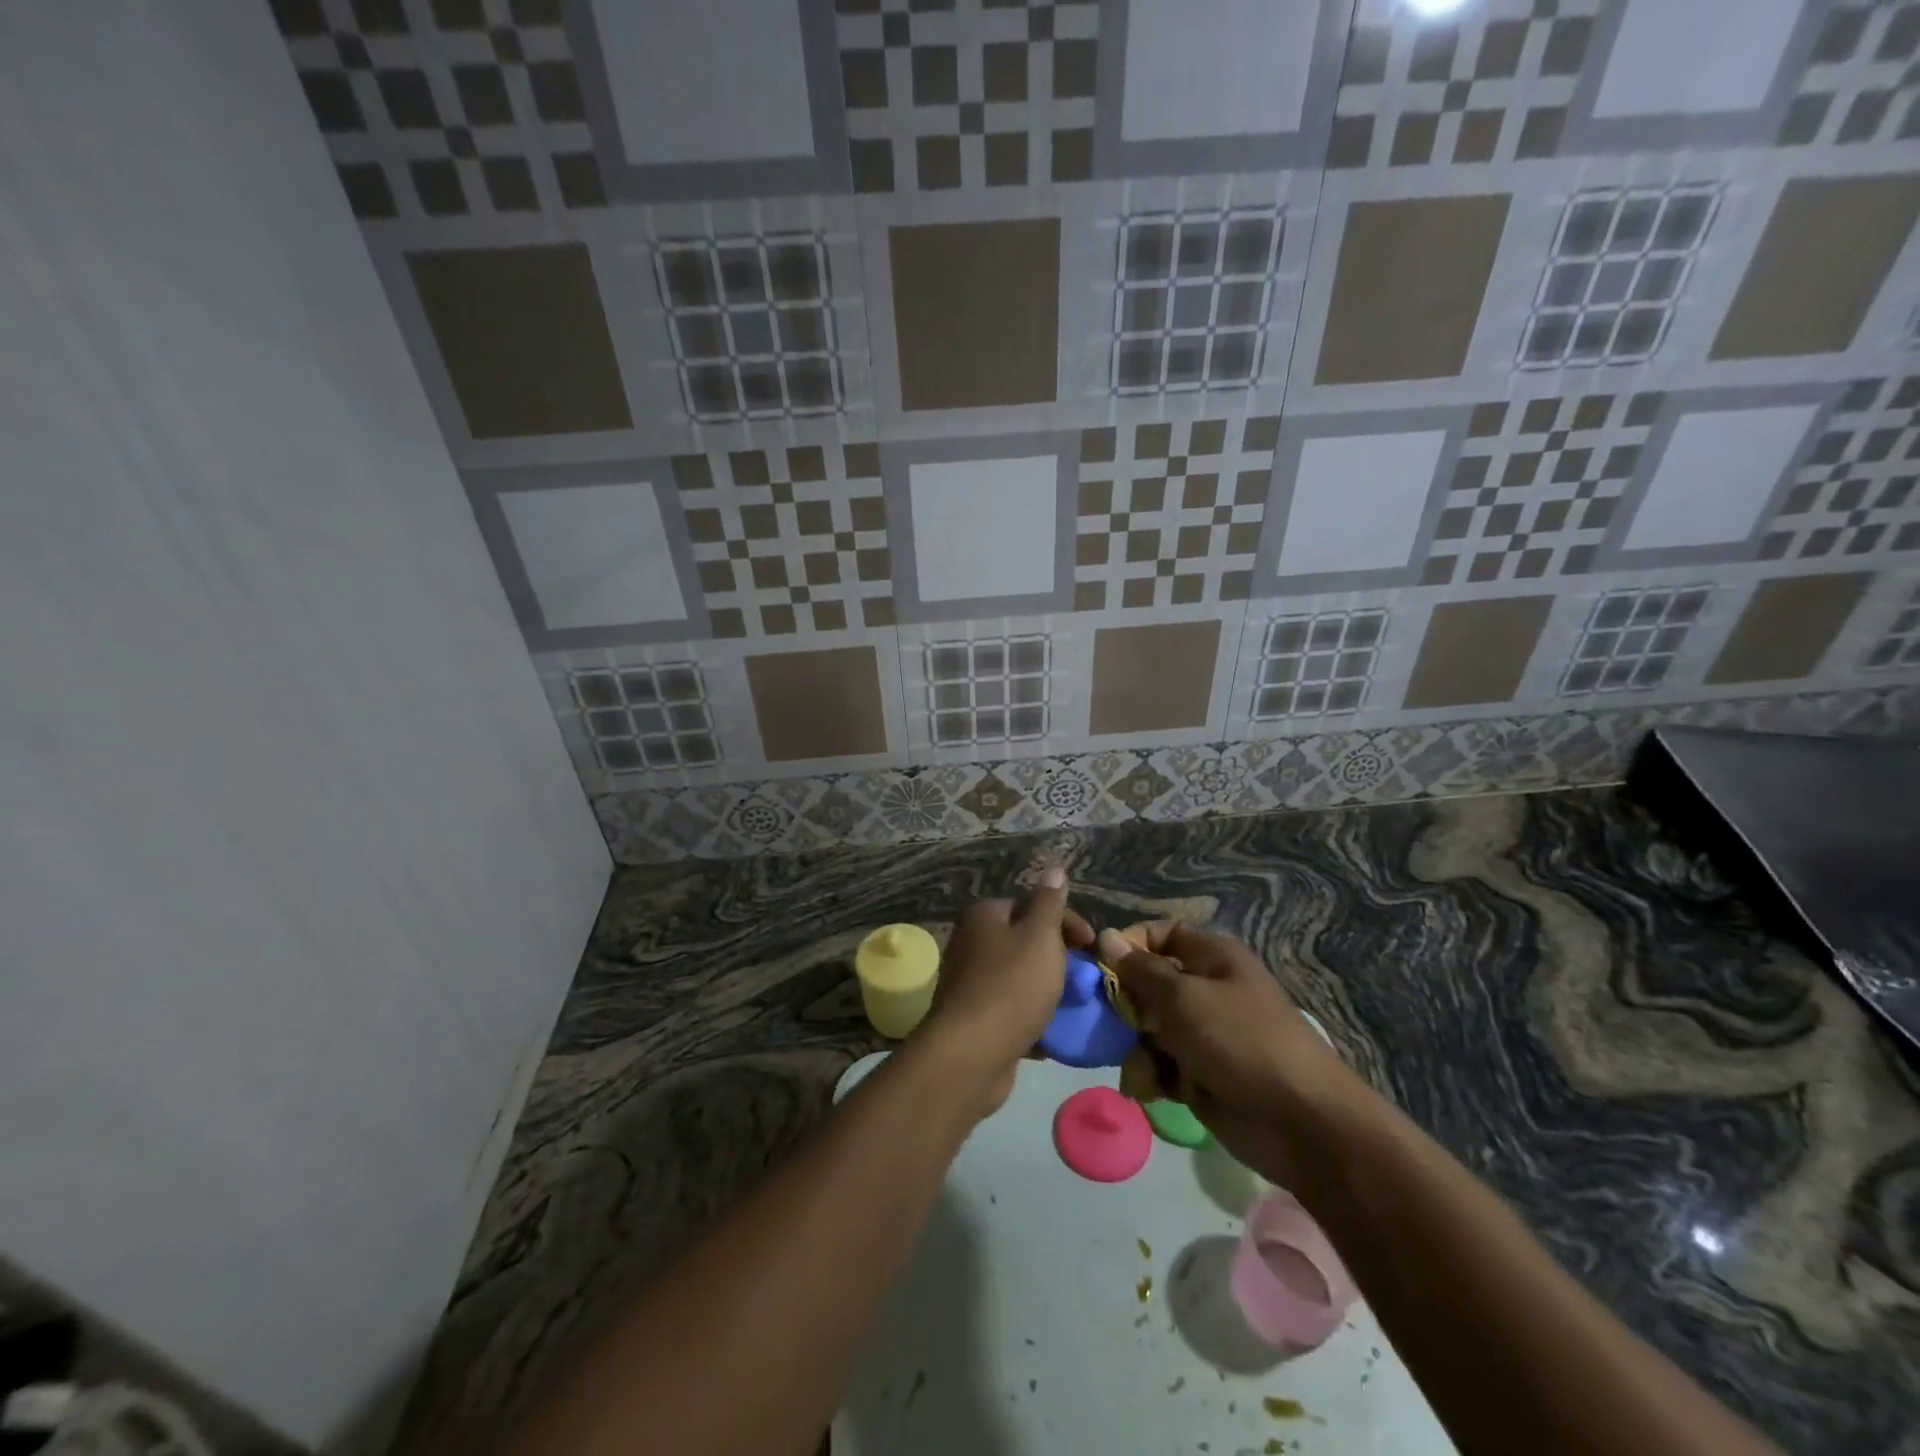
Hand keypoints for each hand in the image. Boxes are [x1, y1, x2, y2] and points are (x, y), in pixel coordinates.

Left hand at [921, 870, 1092, 1114]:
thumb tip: (1055, 868)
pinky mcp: (973, 1018)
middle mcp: (970, 942)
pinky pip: (1010, 1010)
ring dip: (1046, 991)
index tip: (1093, 947)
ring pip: (1019, 978)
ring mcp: (969, 982)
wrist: (971, 1054)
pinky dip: (1030, 1018)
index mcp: (983, 915)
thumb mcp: (1040, 937)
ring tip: (1070, 1006)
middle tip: (1084, 979)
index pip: (1031, 906)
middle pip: (1025, 942)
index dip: (1067, 923)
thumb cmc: (1011, 986)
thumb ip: (1050, 903)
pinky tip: (1049, 1035)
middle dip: (1058, 959)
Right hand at [1098, 922, 1366, 1181]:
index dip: (1130, 945)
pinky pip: (1162, 1064)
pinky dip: (1151, 1075)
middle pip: (1149, 983)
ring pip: (1150, 1028)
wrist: (1302, 1124)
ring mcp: (1205, 1034)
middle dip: (1126, 1005)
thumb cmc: (1240, 1042)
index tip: (1101, 967)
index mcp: (1212, 958)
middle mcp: (1207, 990)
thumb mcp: (1184, 999)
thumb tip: (1105, 936)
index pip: (1161, 935)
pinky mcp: (1201, 1075)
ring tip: (1140, 1070)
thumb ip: (1140, 971)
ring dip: (1136, 1048)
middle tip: (1110, 1023)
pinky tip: (1149, 1090)